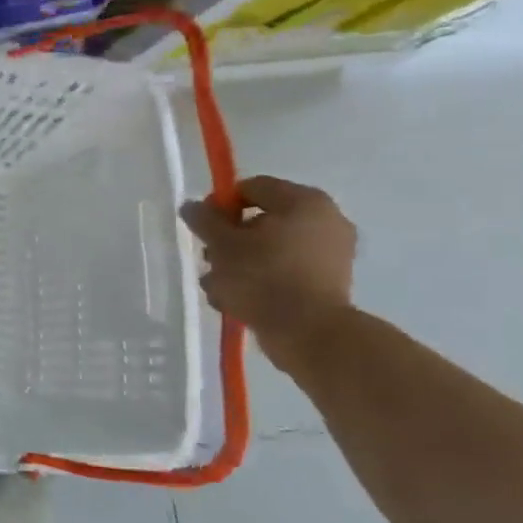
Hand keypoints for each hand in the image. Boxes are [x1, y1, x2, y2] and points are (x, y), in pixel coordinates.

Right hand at [180, 176, 356, 358]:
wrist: (310, 334)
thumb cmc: (264, 277)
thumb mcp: (223, 244)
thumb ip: (204, 220)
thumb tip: (192, 206)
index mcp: (304, 202)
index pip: (252, 188)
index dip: (221, 204)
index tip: (203, 229)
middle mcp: (325, 220)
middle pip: (260, 220)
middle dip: (229, 240)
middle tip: (210, 259)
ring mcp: (330, 254)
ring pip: (269, 249)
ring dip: (239, 264)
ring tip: (218, 287)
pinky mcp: (328, 284)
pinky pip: (285, 271)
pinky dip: (261, 281)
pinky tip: (236, 300)